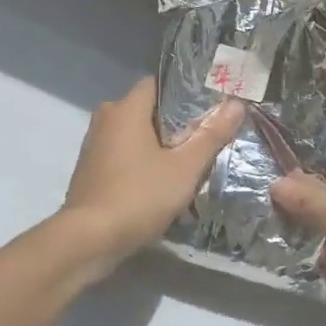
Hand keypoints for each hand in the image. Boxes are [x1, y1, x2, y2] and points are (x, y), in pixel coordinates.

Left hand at [62, 78, 242, 266]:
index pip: (156, 84)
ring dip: (157, 145)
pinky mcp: (89, 170)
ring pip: (134, 134)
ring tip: (187, 162)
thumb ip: (210, 135)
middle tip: (203, 138)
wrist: (89, 241)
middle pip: (146, 110)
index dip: (183, 93)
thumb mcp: (184, 168)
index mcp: (125, 109)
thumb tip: (236, 104)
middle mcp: (105, 119)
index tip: (208, 108)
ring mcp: (93, 145)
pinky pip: (122, 154)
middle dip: (174, 122)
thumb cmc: (139, 196)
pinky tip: (159, 181)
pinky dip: (140, 161)